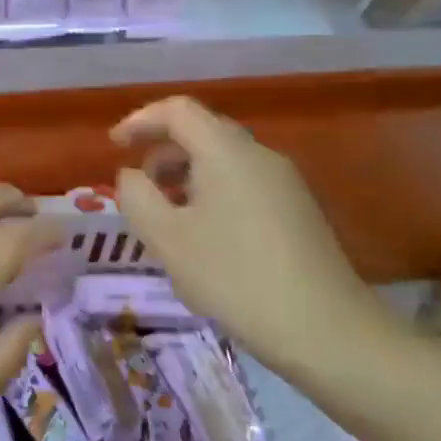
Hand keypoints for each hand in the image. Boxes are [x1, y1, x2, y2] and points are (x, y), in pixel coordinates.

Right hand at [112, 97, 399, 377]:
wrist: (326, 330)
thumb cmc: (235, 277)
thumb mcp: (167, 238)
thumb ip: (136, 196)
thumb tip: (132, 174)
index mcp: (226, 150)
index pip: (177, 110)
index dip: (140, 121)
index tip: (115, 146)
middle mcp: (259, 154)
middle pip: (202, 132)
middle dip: (163, 151)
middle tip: (140, 186)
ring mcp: (285, 182)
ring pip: (224, 161)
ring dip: (187, 176)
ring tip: (168, 219)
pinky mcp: (298, 210)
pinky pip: (244, 184)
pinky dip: (213, 194)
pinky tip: (206, 239)